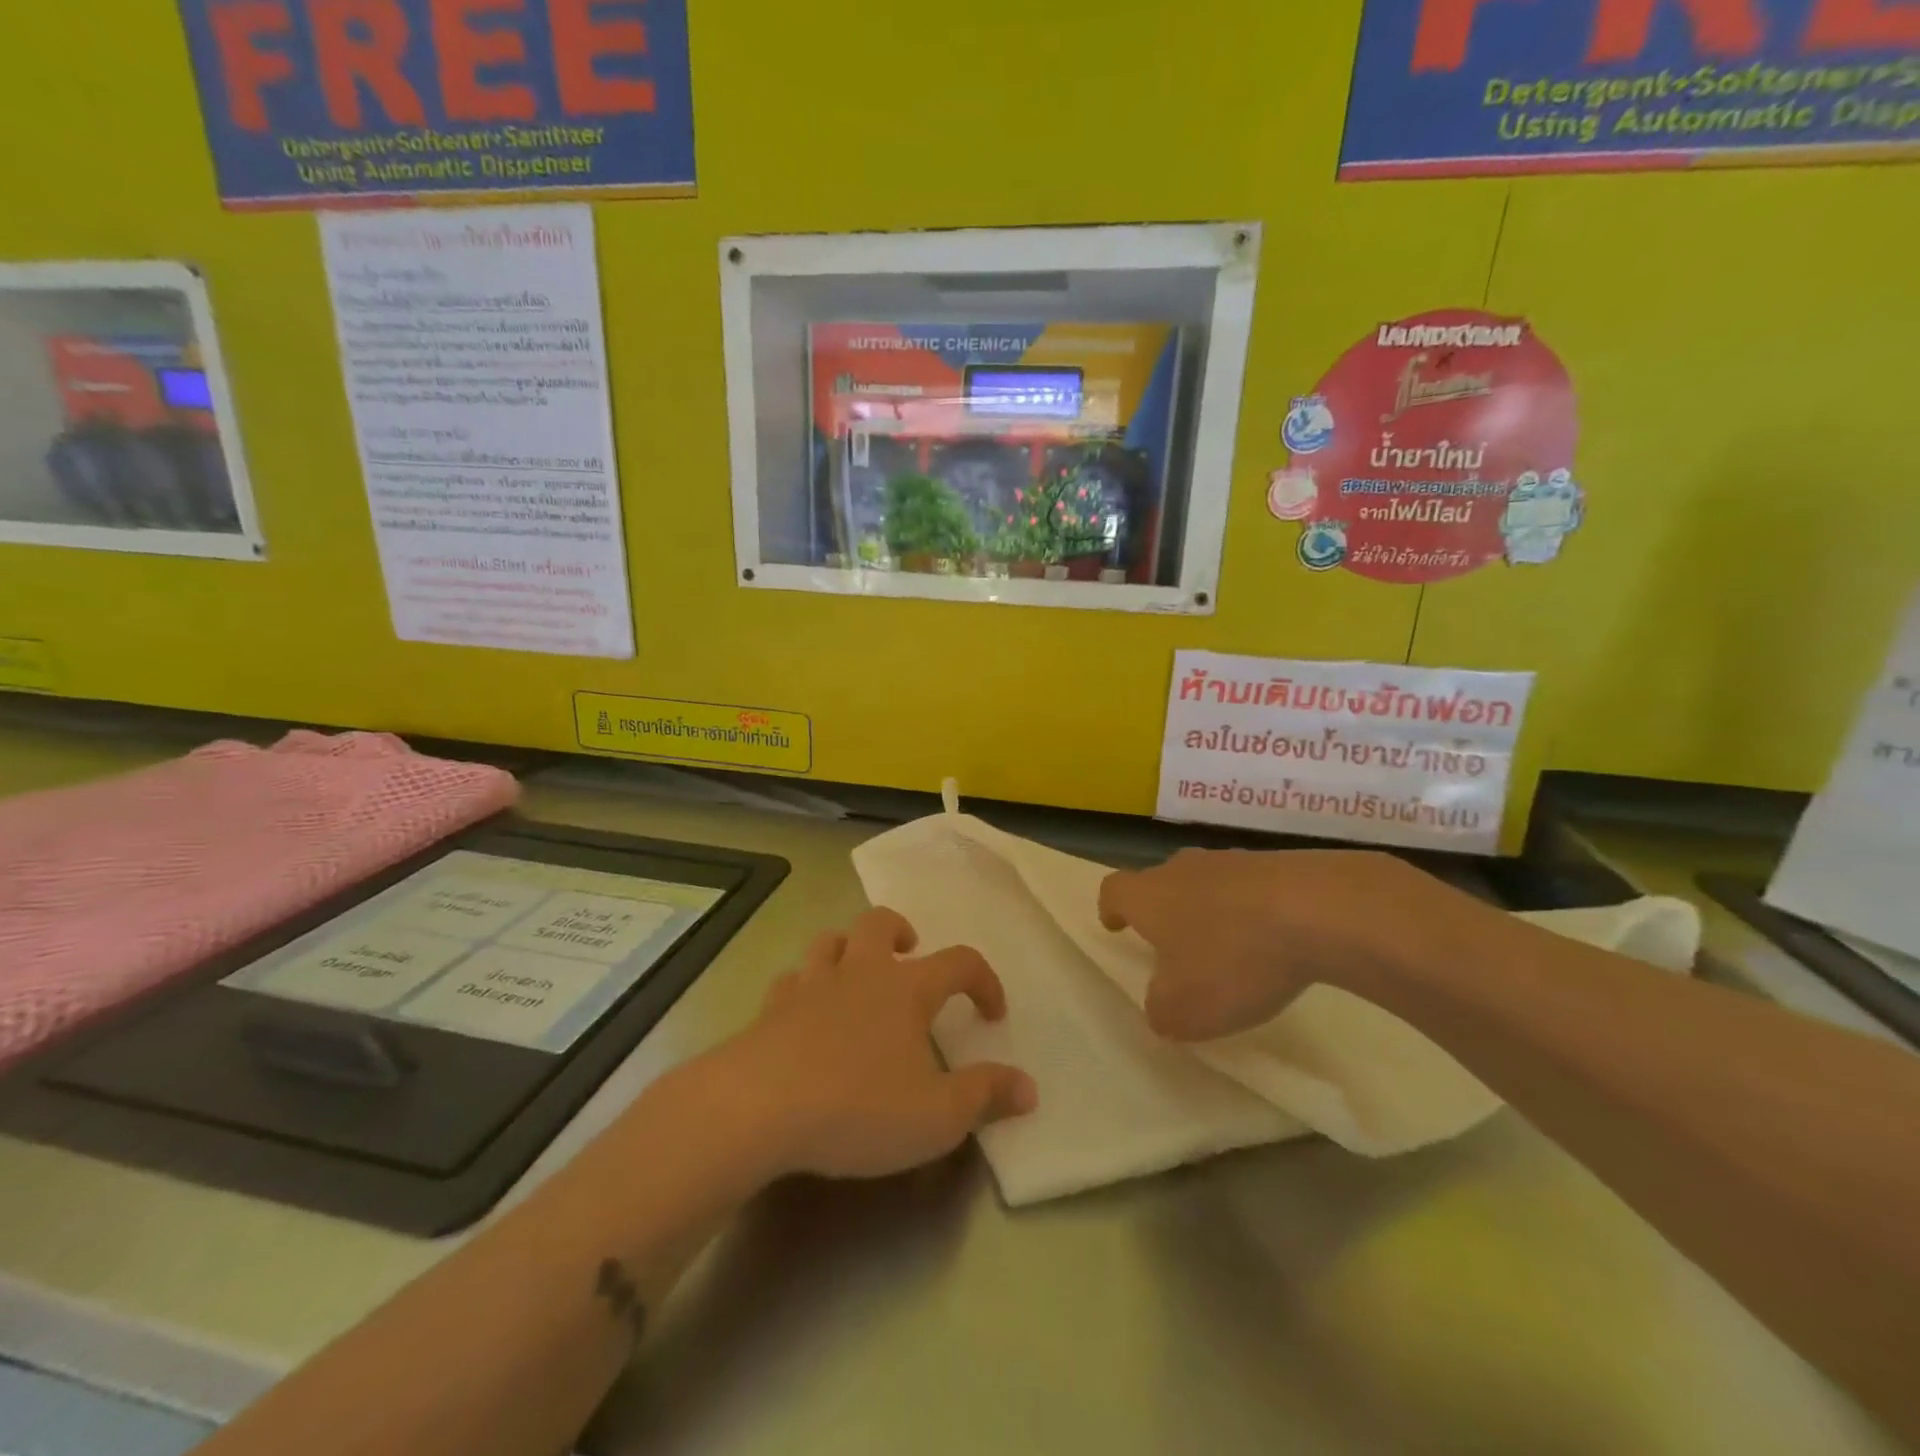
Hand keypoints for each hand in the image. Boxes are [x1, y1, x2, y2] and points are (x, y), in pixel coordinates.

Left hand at [726, 908, 1036, 1179]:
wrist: (757, 1108)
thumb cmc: (858, 1107)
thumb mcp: (936, 1116)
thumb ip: (985, 1096)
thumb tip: (1029, 1087)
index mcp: (906, 988)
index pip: (959, 962)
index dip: (983, 980)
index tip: (992, 1012)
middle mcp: (859, 972)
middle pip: (880, 922)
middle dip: (900, 931)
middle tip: (910, 955)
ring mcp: (810, 985)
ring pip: (830, 941)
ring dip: (849, 949)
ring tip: (859, 976)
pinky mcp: (770, 1008)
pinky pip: (791, 980)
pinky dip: (805, 987)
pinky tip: (806, 1014)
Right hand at [1098, 847, 1446, 1041]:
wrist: (1321, 910)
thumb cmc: (1232, 959)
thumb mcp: (1183, 1010)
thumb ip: (1160, 1011)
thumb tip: (1161, 1005)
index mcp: (1149, 896)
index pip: (1114, 890)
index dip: (1111, 908)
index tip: (1115, 924)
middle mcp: (1183, 869)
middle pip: (1161, 882)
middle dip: (1164, 911)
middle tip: (1175, 945)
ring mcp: (1234, 862)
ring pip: (1208, 884)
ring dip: (1212, 912)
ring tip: (1231, 950)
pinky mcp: (1281, 865)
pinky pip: (1253, 890)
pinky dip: (1255, 913)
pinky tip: (1276, 944)